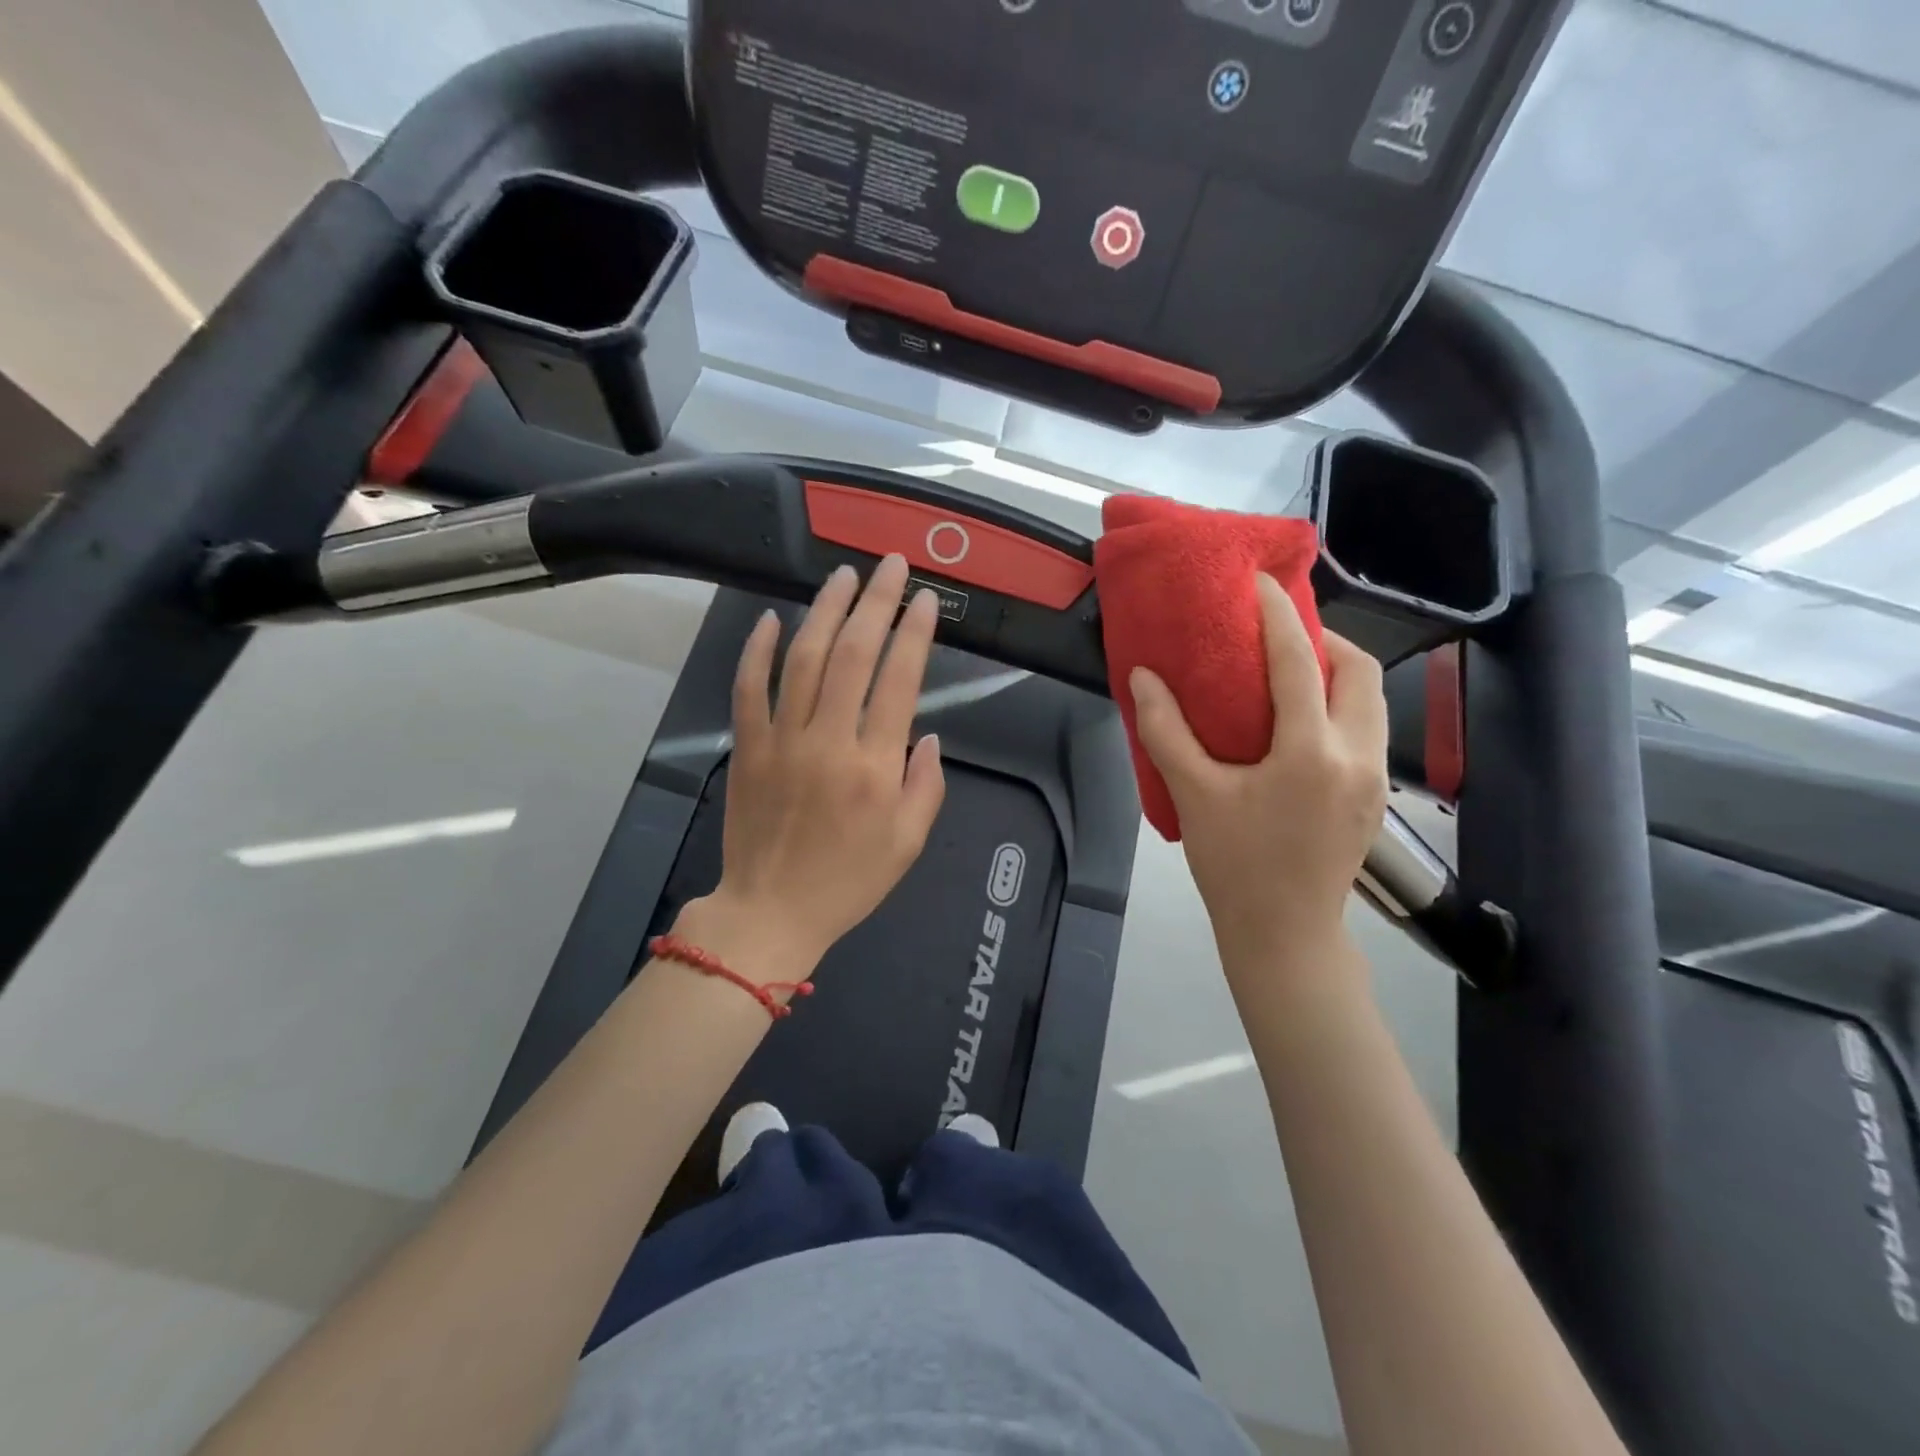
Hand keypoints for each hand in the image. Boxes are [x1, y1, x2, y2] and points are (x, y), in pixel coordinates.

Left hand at [692, 555, 946, 974]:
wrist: (770, 913)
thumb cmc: (848, 882)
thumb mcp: (909, 843)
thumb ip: (927, 785)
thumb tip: (927, 735)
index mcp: (875, 767)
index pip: (900, 680)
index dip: (914, 632)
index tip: (924, 599)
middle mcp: (828, 741)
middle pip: (854, 654)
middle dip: (875, 602)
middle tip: (889, 565)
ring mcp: (781, 741)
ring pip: (803, 659)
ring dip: (824, 611)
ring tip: (841, 576)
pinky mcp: (747, 747)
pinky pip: (748, 688)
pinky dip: (756, 650)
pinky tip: (769, 618)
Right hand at [1130, 574, 1387, 986]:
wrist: (1284, 935)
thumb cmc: (1234, 864)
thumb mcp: (1193, 795)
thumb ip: (1166, 731)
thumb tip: (1144, 677)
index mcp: (1312, 752)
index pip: (1300, 662)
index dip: (1280, 615)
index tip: (1259, 584)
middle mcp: (1359, 756)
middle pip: (1361, 670)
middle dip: (1323, 639)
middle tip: (1277, 636)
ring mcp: (1376, 778)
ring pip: (1372, 700)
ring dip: (1337, 672)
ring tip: (1289, 673)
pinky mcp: (1377, 797)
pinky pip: (1368, 728)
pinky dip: (1342, 705)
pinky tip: (1302, 722)